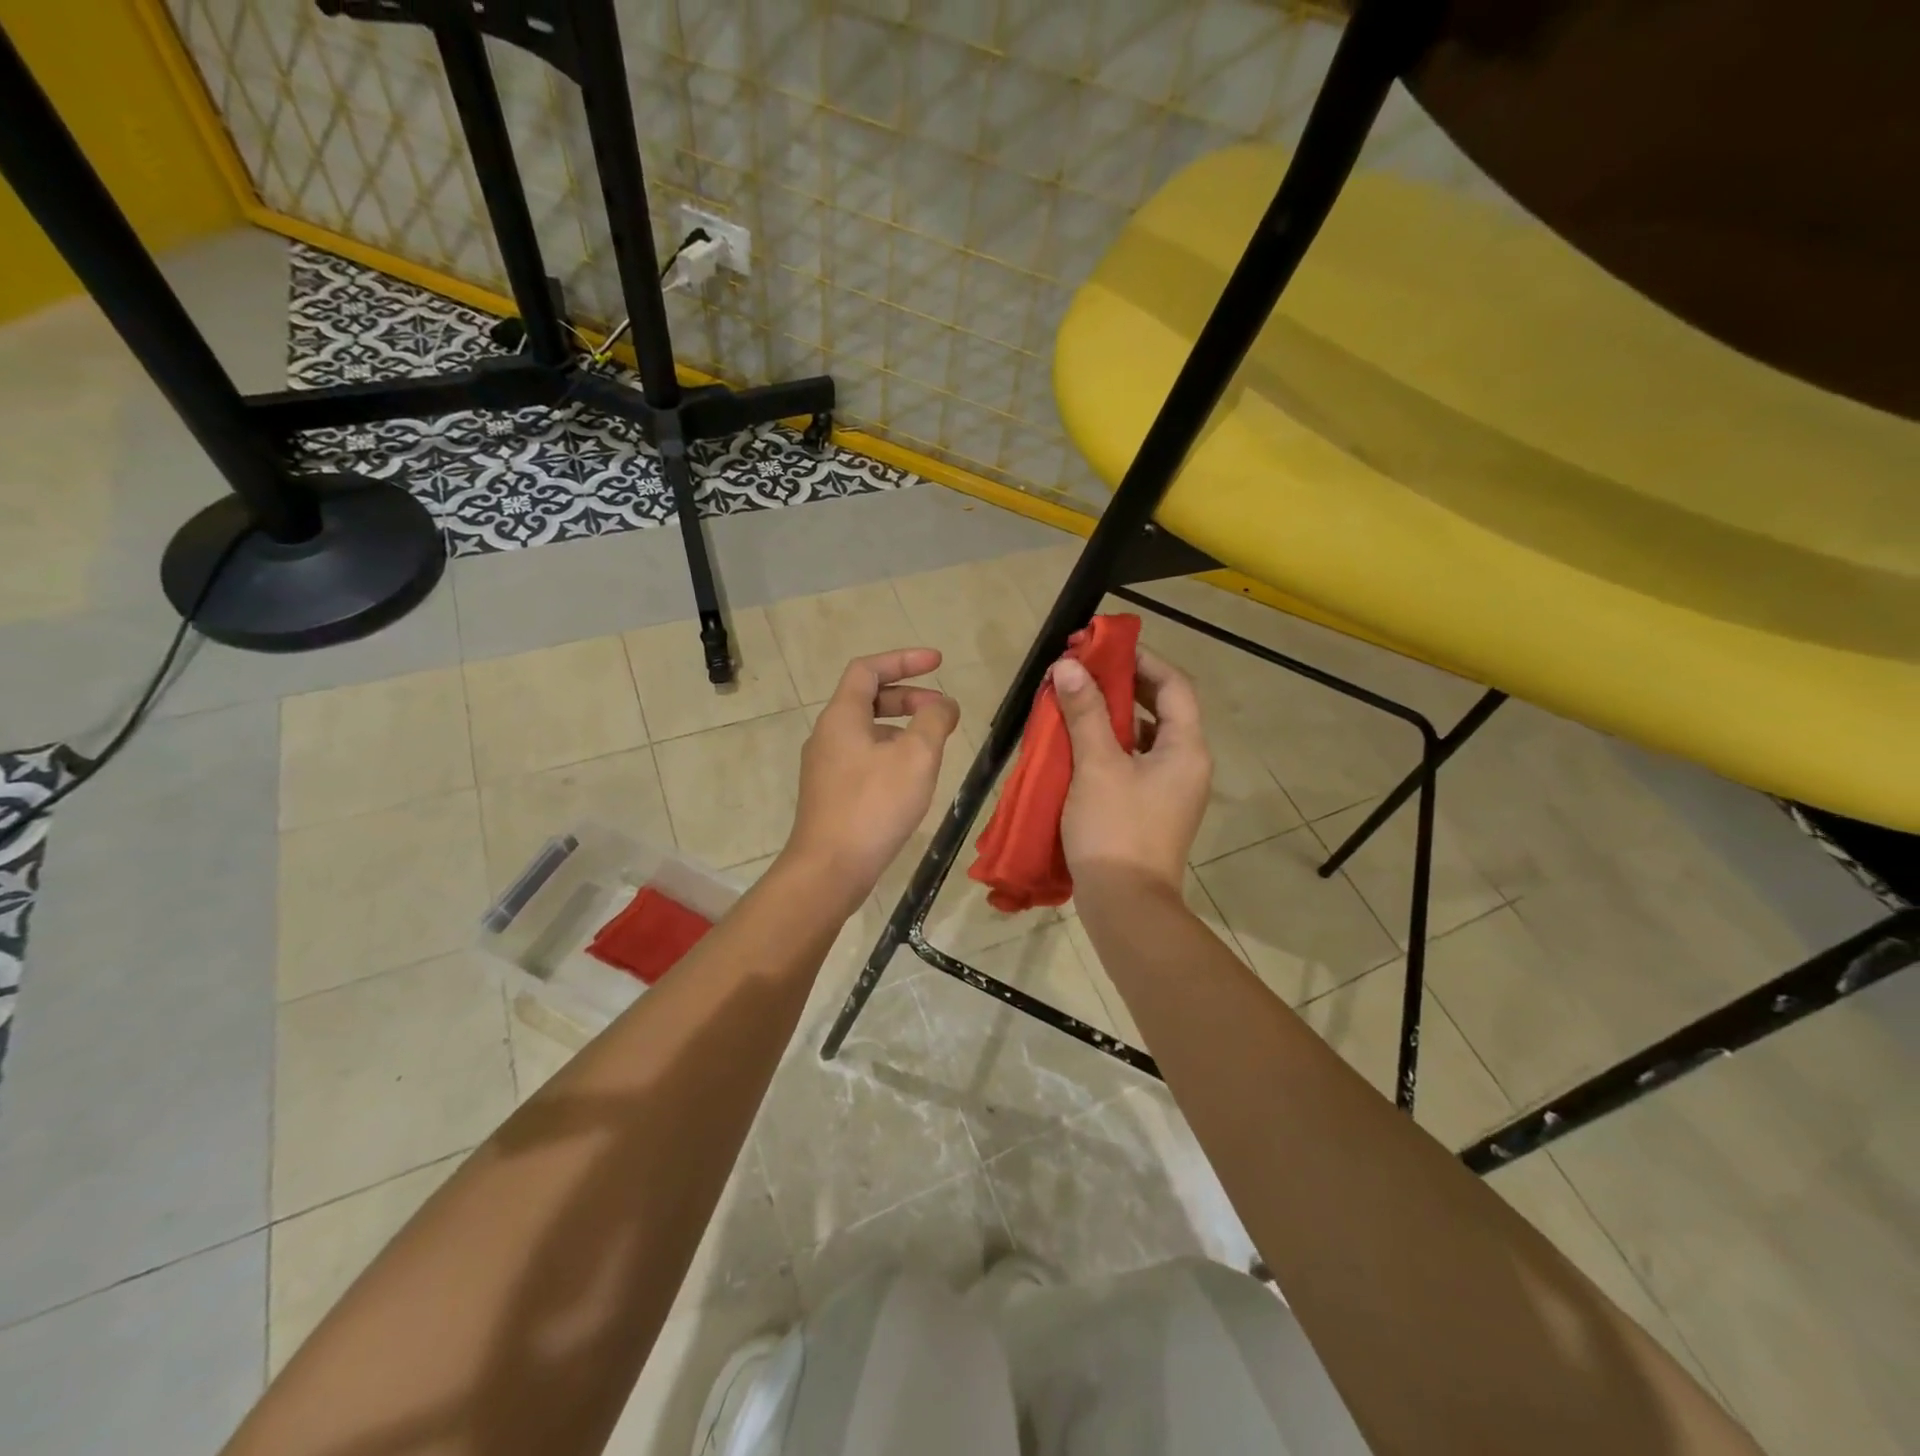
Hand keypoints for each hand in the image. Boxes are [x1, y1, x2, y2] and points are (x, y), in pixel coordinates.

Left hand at [784, 648, 959, 906]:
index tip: (938, 662)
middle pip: (868, 698)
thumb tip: (943, 704)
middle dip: (909, 697)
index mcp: (842, 716)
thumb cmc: (874, 805)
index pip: (868, 669)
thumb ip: (934, 720)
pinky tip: (912, 778)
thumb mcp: (916, 756)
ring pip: (868, 731)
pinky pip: (864, 757)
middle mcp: (828, 734)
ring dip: (902, 727)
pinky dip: (891, 752)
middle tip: (942, 711)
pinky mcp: (831, 793)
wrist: (829, 868)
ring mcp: (825, 766)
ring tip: (934, 746)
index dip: (904, 660)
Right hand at [1054, 646, 1211, 899]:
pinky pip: (1135, 762)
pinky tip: (1079, 747)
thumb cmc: (1115, 829)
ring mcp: (1171, 790)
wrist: (1126, 905)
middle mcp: (1187, 764)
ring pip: (1145, 737)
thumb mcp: (1097, 765)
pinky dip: (1111, 746)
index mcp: (1185, 748)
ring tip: (1077, 703)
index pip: (1174, 685)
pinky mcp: (1152, 809)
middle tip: (1084, 671)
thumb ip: (1085, 712)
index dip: (1143, 660)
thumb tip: (1068, 666)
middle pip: (1161, 709)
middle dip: (1124, 686)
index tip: (1105, 647)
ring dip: (1114, 716)